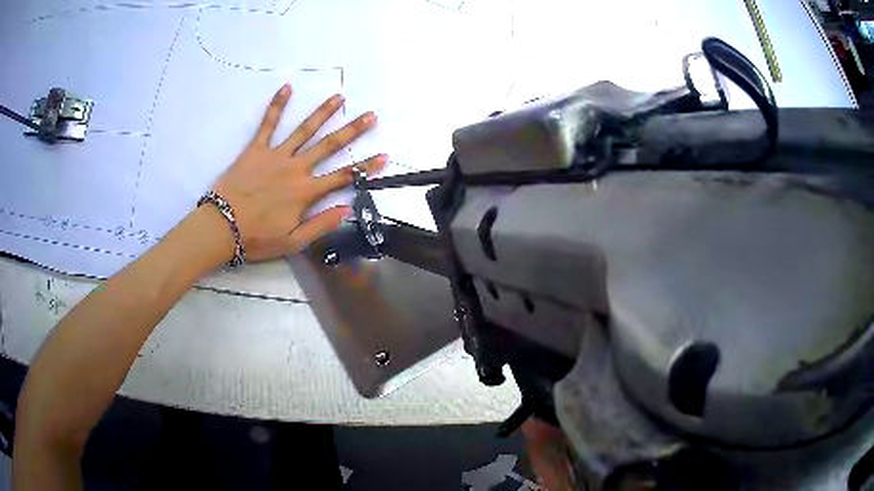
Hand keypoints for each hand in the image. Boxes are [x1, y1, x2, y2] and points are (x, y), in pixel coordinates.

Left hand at [211, 84, 386, 261]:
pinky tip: (287, 87)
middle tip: (370, 115)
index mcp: (305, 192)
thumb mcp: (293, 242)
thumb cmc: (257, 237)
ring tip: (339, 97)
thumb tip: (347, 210)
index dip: (365, 167)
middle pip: (329, 146)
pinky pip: (268, 124)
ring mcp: (276, 155)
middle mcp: (295, 168)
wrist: (221, 227)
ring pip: (304, 130)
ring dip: (323, 112)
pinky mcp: (256, 149)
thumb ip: (321, 225)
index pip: (342, 177)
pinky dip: (277, 105)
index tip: (384, 155)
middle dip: (352, 130)